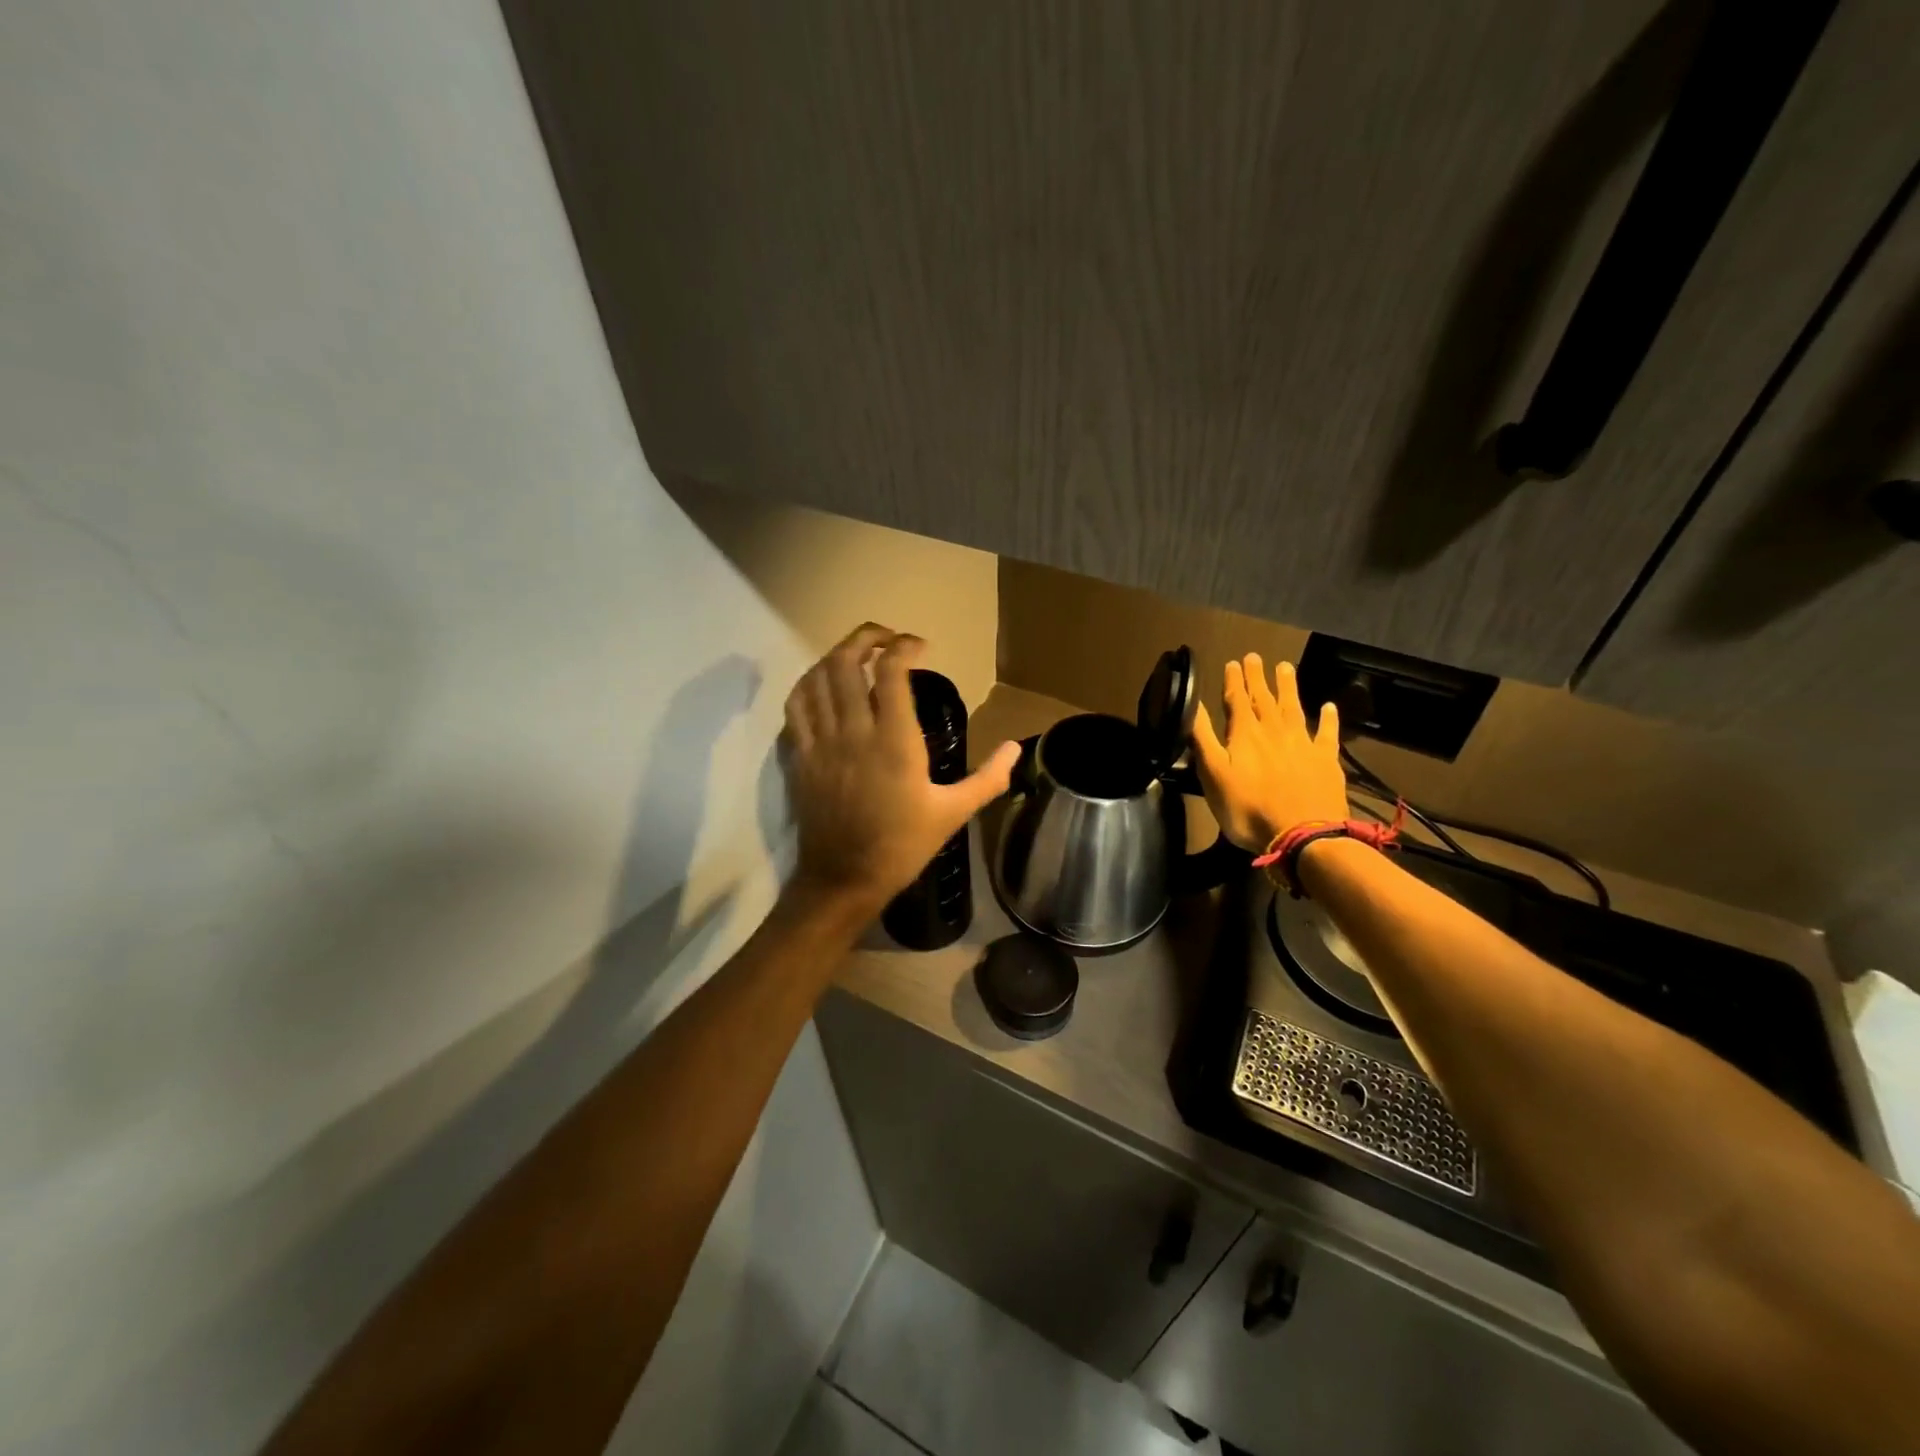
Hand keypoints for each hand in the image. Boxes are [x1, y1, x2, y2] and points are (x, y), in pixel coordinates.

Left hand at [782, 623, 1020, 912]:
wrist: (844, 879)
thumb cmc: (902, 846)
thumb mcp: (952, 813)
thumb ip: (988, 778)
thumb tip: (1017, 748)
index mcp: (894, 742)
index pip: (891, 672)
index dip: (904, 646)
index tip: (920, 645)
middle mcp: (853, 732)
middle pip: (847, 662)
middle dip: (866, 637)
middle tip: (887, 638)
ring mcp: (821, 742)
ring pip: (818, 678)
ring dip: (837, 655)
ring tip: (858, 654)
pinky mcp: (800, 756)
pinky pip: (796, 705)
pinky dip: (809, 683)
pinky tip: (824, 684)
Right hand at [1190, 654, 1347, 850]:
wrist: (1302, 835)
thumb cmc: (1248, 809)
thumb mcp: (1213, 775)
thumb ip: (1203, 738)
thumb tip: (1192, 705)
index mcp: (1244, 735)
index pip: (1236, 700)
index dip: (1234, 681)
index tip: (1233, 662)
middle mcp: (1274, 731)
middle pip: (1264, 699)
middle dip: (1258, 678)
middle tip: (1255, 657)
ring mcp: (1303, 744)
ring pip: (1293, 708)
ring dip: (1288, 687)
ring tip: (1285, 667)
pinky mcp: (1326, 761)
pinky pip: (1327, 733)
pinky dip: (1328, 719)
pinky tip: (1329, 707)